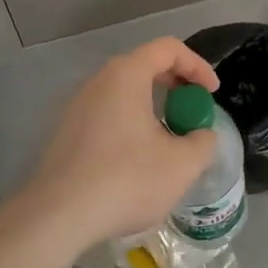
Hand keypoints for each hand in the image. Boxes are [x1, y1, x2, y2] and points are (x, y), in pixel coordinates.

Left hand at [20, 37, 220, 250]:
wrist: (56, 217)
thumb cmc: (125, 180)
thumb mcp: (182, 164)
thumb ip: (203, 141)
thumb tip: (200, 135)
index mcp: (126, 75)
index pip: (168, 49)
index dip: (197, 66)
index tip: (211, 93)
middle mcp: (98, 82)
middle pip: (144, 66)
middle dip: (176, 85)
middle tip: (192, 111)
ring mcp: (76, 107)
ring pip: (124, 93)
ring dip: (152, 107)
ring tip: (169, 139)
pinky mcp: (65, 133)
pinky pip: (106, 115)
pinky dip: (130, 125)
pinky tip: (137, 160)